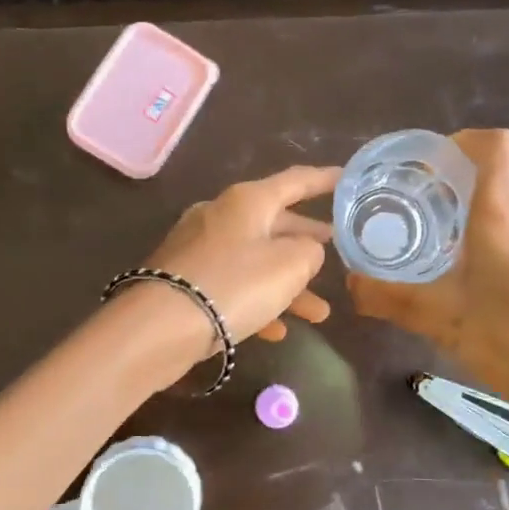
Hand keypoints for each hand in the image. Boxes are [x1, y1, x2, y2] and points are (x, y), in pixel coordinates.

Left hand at [133, 165, 340, 371]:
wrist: (161, 326)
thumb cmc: (235, 285)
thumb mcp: (289, 265)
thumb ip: (310, 251)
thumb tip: (304, 250)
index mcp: (247, 201)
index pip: (296, 181)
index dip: (325, 180)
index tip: (347, 179)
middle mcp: (221, 216)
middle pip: (274, 222)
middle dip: (306, 241)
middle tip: (334, 247)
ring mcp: (200, 249)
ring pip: (255, 261)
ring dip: (288, 285)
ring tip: (320, 313)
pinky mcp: (186, 281)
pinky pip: (232, 286)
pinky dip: (257, 303)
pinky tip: (277, 330)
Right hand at [346, 129, 508, 417]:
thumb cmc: (504, 340)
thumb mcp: (436, 318)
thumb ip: (387, 296)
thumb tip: (350, 284)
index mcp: (502, 215)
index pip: (495, 145)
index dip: (460, 142)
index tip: (427, 167)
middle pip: (500, 164)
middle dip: (460, 170)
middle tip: (423, 196)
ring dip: (479, 194)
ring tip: (442, 225)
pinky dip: (497, 217)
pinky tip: (472, 256)